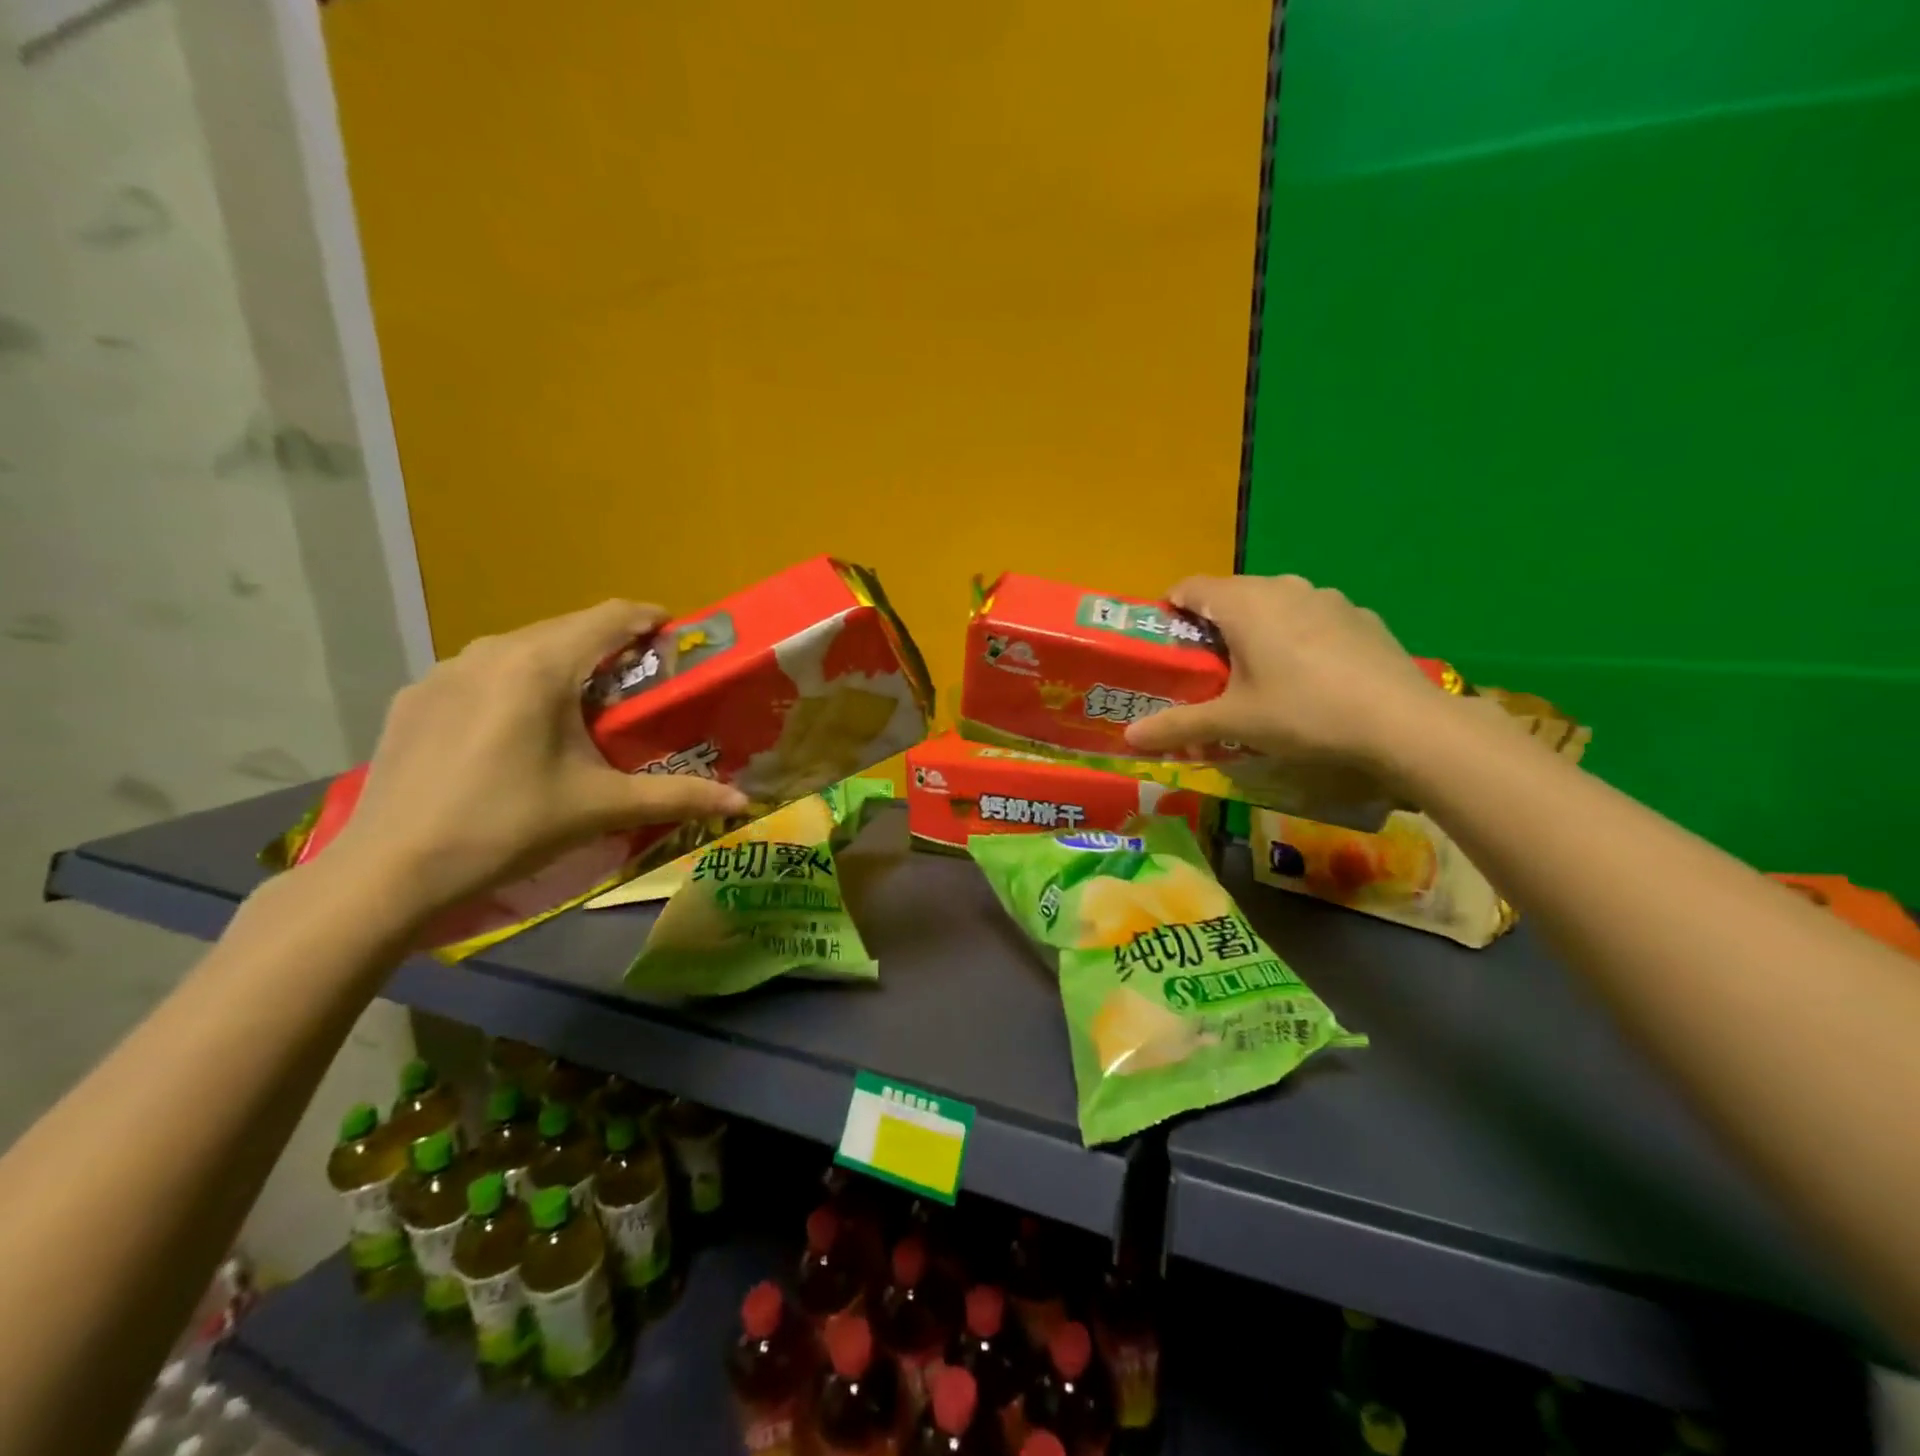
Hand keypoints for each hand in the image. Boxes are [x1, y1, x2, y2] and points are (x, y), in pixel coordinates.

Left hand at [333, 600, 747, 916]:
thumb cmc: (508, 827)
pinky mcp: (414, 697)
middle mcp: (490, 651)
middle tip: (639, 684)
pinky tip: (515, 731)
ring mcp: (443, 671)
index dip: (649, 618)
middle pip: (566, 629)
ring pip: (521, 648)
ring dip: (561, 664)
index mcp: (540, 665)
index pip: (610, 617)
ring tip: (581, 708)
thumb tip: (743, 804)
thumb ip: (677, 796)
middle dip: (609, 646)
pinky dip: (514, 684)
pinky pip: (481, 672)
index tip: (677, 636)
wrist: (390, 871)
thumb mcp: (601, 808)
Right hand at [1123, 574, 1443, 774]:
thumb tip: (1128, 737)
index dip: (1170, 609)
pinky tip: (1310, 677)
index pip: (1190, 586)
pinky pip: (1312, 617)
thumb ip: (1177, 725)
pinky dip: (1297, 636)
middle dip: (1212, 624)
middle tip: (1206, 668)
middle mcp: (1282, 586)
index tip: (1165, 642)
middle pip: (1231, 594)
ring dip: (1256, 628)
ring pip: (1274, 603)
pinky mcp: (1360, 616)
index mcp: (1244, 603)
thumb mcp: (1233, 722)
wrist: (1402, 722)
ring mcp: (1327, 598)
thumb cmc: (1302, 712)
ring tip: (1258, 673)